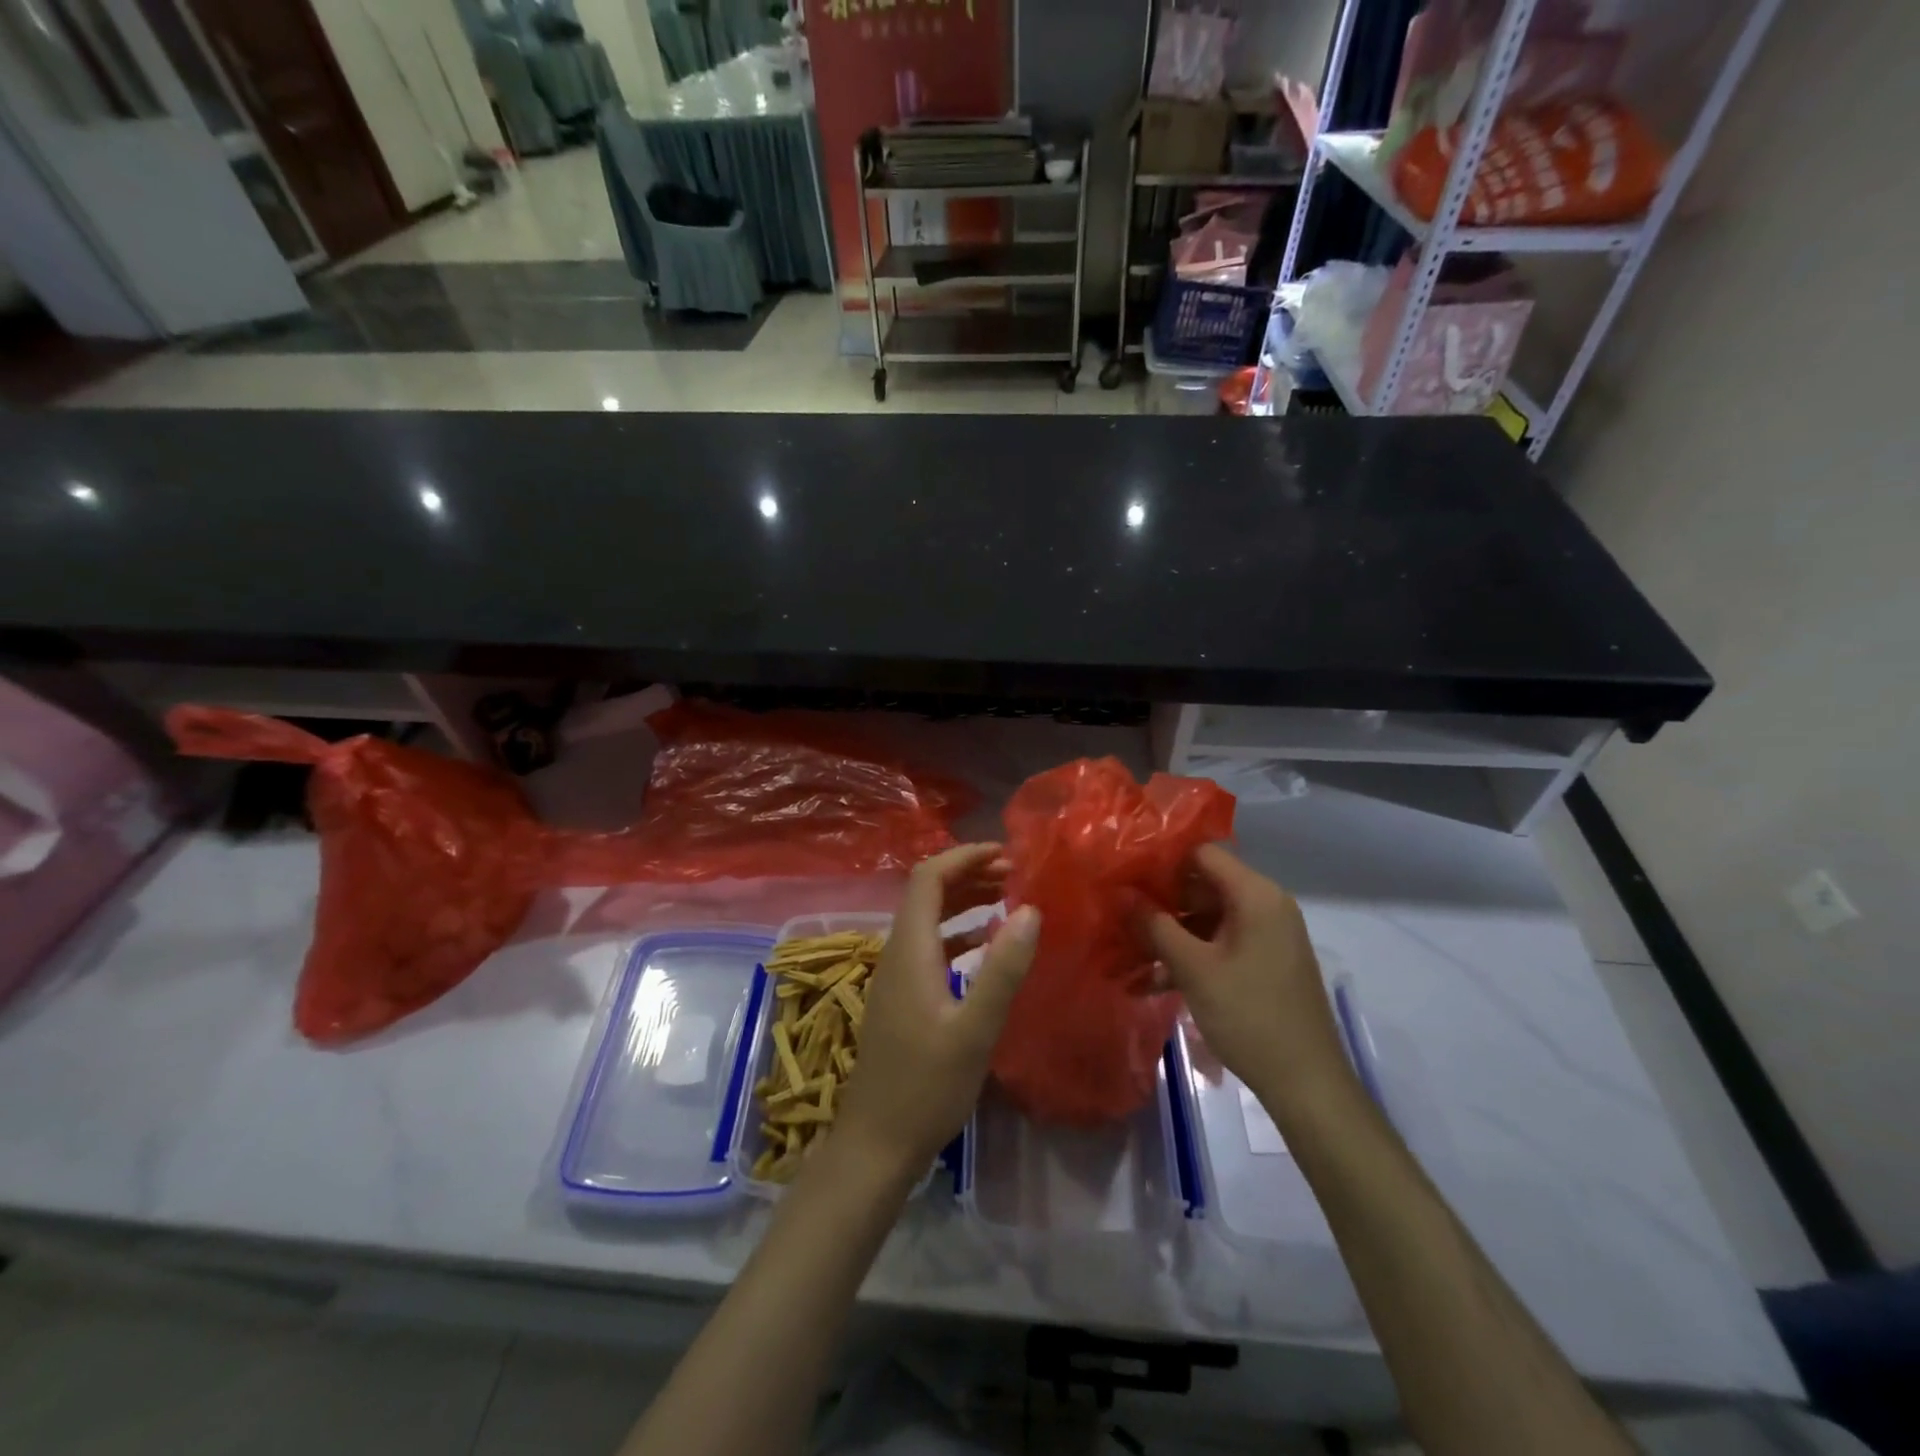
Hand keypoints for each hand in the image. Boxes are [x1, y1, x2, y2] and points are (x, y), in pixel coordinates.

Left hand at [835, 844, 1040, 1176]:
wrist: (876, 1144)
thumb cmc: (926, 1088)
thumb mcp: (974, 1031)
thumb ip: (1002, 970)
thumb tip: (1030, 910)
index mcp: (909, 950)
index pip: (927, 878)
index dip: (964, 857)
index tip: (1006, 854)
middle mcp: (896, 953)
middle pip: (927, 893)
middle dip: (969, 873)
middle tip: (1015, 874)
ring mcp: (896, 976)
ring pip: (928, 919)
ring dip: (964, 901)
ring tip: (1006, 897)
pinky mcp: (901, 998)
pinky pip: (930, 946)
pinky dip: (958, 933)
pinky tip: (985, 945)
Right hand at [1146, 844, 1355, 1120]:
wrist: (1307, 1085)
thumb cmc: (1250, 1016)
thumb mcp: (1194, 969)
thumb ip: (1155, 926)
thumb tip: (1121, 894)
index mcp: (1256, 896)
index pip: (1202, 854)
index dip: (1161, 861)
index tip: (1124, 874)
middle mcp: (1265, 906)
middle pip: (1203, 886)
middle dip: (1159, 902)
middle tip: (1117, 914)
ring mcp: (1266, 937)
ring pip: (1207, 920)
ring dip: (1168, 936)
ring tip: (1124, 953)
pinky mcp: (1263, 964)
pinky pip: (1219, 945)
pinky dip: (1188, 957)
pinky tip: (1150, 981)